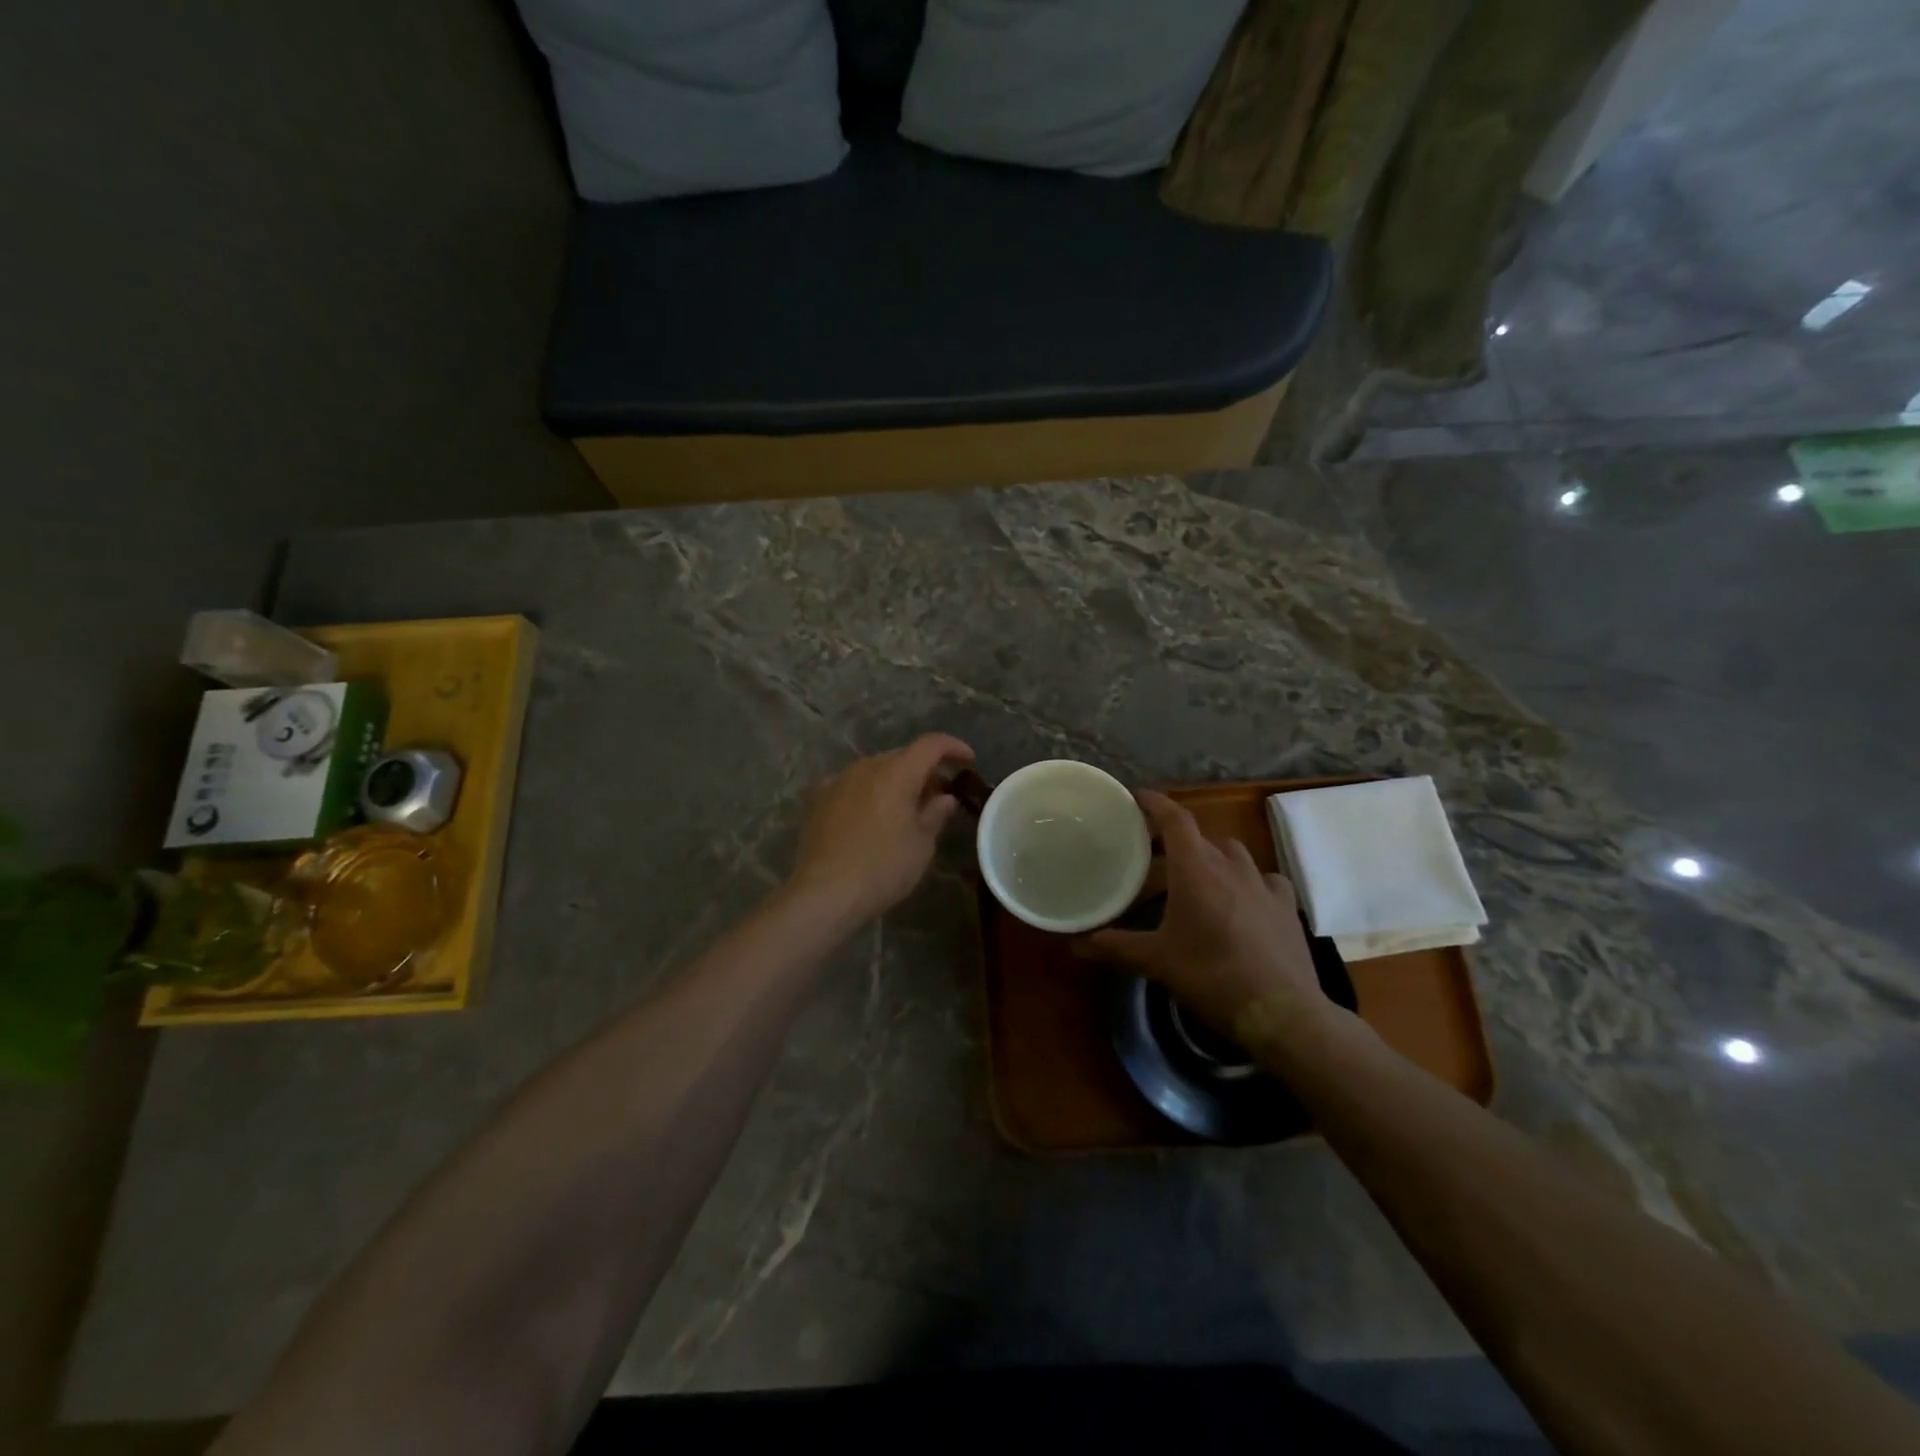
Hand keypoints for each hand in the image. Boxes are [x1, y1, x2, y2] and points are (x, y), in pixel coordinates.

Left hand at [787, 734, 975, 926]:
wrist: (824, 893)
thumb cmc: (883, 868)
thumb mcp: (921, 845)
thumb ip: (935, 814)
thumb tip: (945, 797)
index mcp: (896, 773)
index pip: (931, 744)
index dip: (954, 748)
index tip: (969, 761)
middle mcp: (866, 767)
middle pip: (902, 757)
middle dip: (924, 770)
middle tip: (939, 795)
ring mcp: (838, 780)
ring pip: (875, 770)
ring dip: (895, 781)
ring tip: (905, 808)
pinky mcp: (818, 799)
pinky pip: (852, 785)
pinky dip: (869, 792)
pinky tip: (872, 816)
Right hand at [1083, 791, 1334, 1048]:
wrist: (1281, 1012)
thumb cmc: (1211, 977)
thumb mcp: (1156, 961)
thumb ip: (1116, 946)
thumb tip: (1075, 945)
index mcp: (1196, 870)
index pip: (1175, 819)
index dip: (1155, 803)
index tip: (1137, 797)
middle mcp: (1230, 866)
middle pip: (1199, 836)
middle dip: (1175, 837)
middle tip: (1153, 850)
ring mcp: (1263, 884)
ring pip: (1233, 853)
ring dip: (1211, 855)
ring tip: (1195, 873)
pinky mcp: (1286, 906)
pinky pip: (1264, 879)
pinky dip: (1247, 880)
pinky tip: (1243, 897)